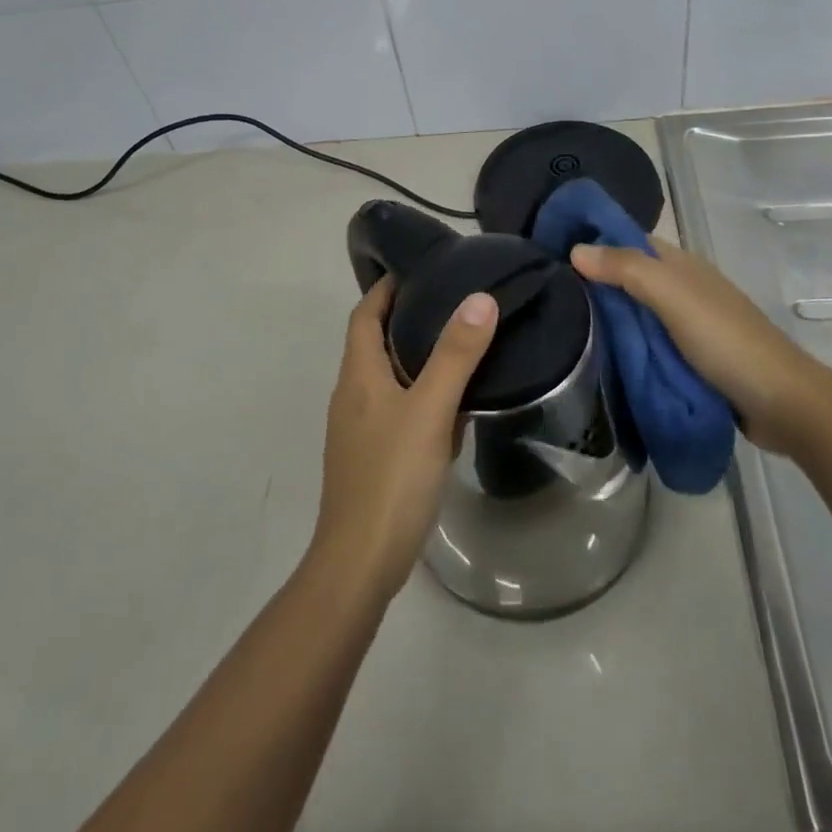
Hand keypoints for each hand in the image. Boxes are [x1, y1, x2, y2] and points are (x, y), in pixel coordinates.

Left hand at [308, 277, 498, 602]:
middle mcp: (352, 395)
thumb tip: (479, 298)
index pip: (364, 314)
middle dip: (406, 318)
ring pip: (387, 378)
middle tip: (451, 301)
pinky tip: (453, 409)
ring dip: (415, 358)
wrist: (360, 562)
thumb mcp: (429, 410)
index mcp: (358, 375)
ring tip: (459, 345)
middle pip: (374, 343)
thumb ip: (455, 355)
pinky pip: (398, 411)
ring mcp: (359, 429)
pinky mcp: (372, 457)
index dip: (385, 288)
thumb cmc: (391, 477)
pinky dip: (421, 397)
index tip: (419, 269)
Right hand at [569, 238, 830, 454]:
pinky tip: (595, 356)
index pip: (627, 241)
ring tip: (559, 327)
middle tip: (545, 296)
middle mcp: (681, 289)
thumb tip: (575, 249)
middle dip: (592, 283)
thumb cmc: (726, 340)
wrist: (783, 404)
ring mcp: (686, 326)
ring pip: (635, 314)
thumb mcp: (673, 297)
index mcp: (680, 266)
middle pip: (628, 278)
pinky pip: (646, 345)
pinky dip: (624, 347)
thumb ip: (626, 270)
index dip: (593, 241)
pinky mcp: (688, 359)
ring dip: (606, 318)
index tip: (549, 253)